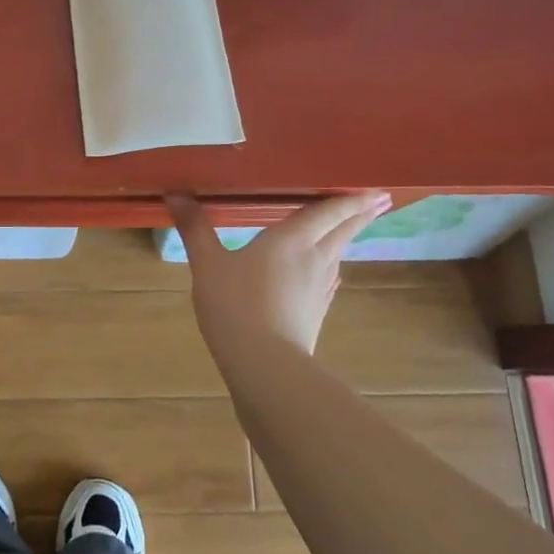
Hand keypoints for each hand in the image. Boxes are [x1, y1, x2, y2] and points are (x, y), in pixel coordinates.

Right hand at [166, 192, 391, 354]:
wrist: (264, 365)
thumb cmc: (235, 305)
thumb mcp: (207, 264)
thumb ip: (195, 228)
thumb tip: (175, 193)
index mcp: (291, 239)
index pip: (328, 211)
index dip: (352, 198)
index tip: (376, 188)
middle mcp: (313, 259)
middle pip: (342, 231)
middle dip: (360, 214)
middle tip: (378, 201)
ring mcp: (318, 288)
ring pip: (338, 255)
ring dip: (348, 239)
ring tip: (351, 229)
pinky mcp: (315, 312)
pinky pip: (329, 279)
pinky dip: (332, 266)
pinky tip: (327, 273)